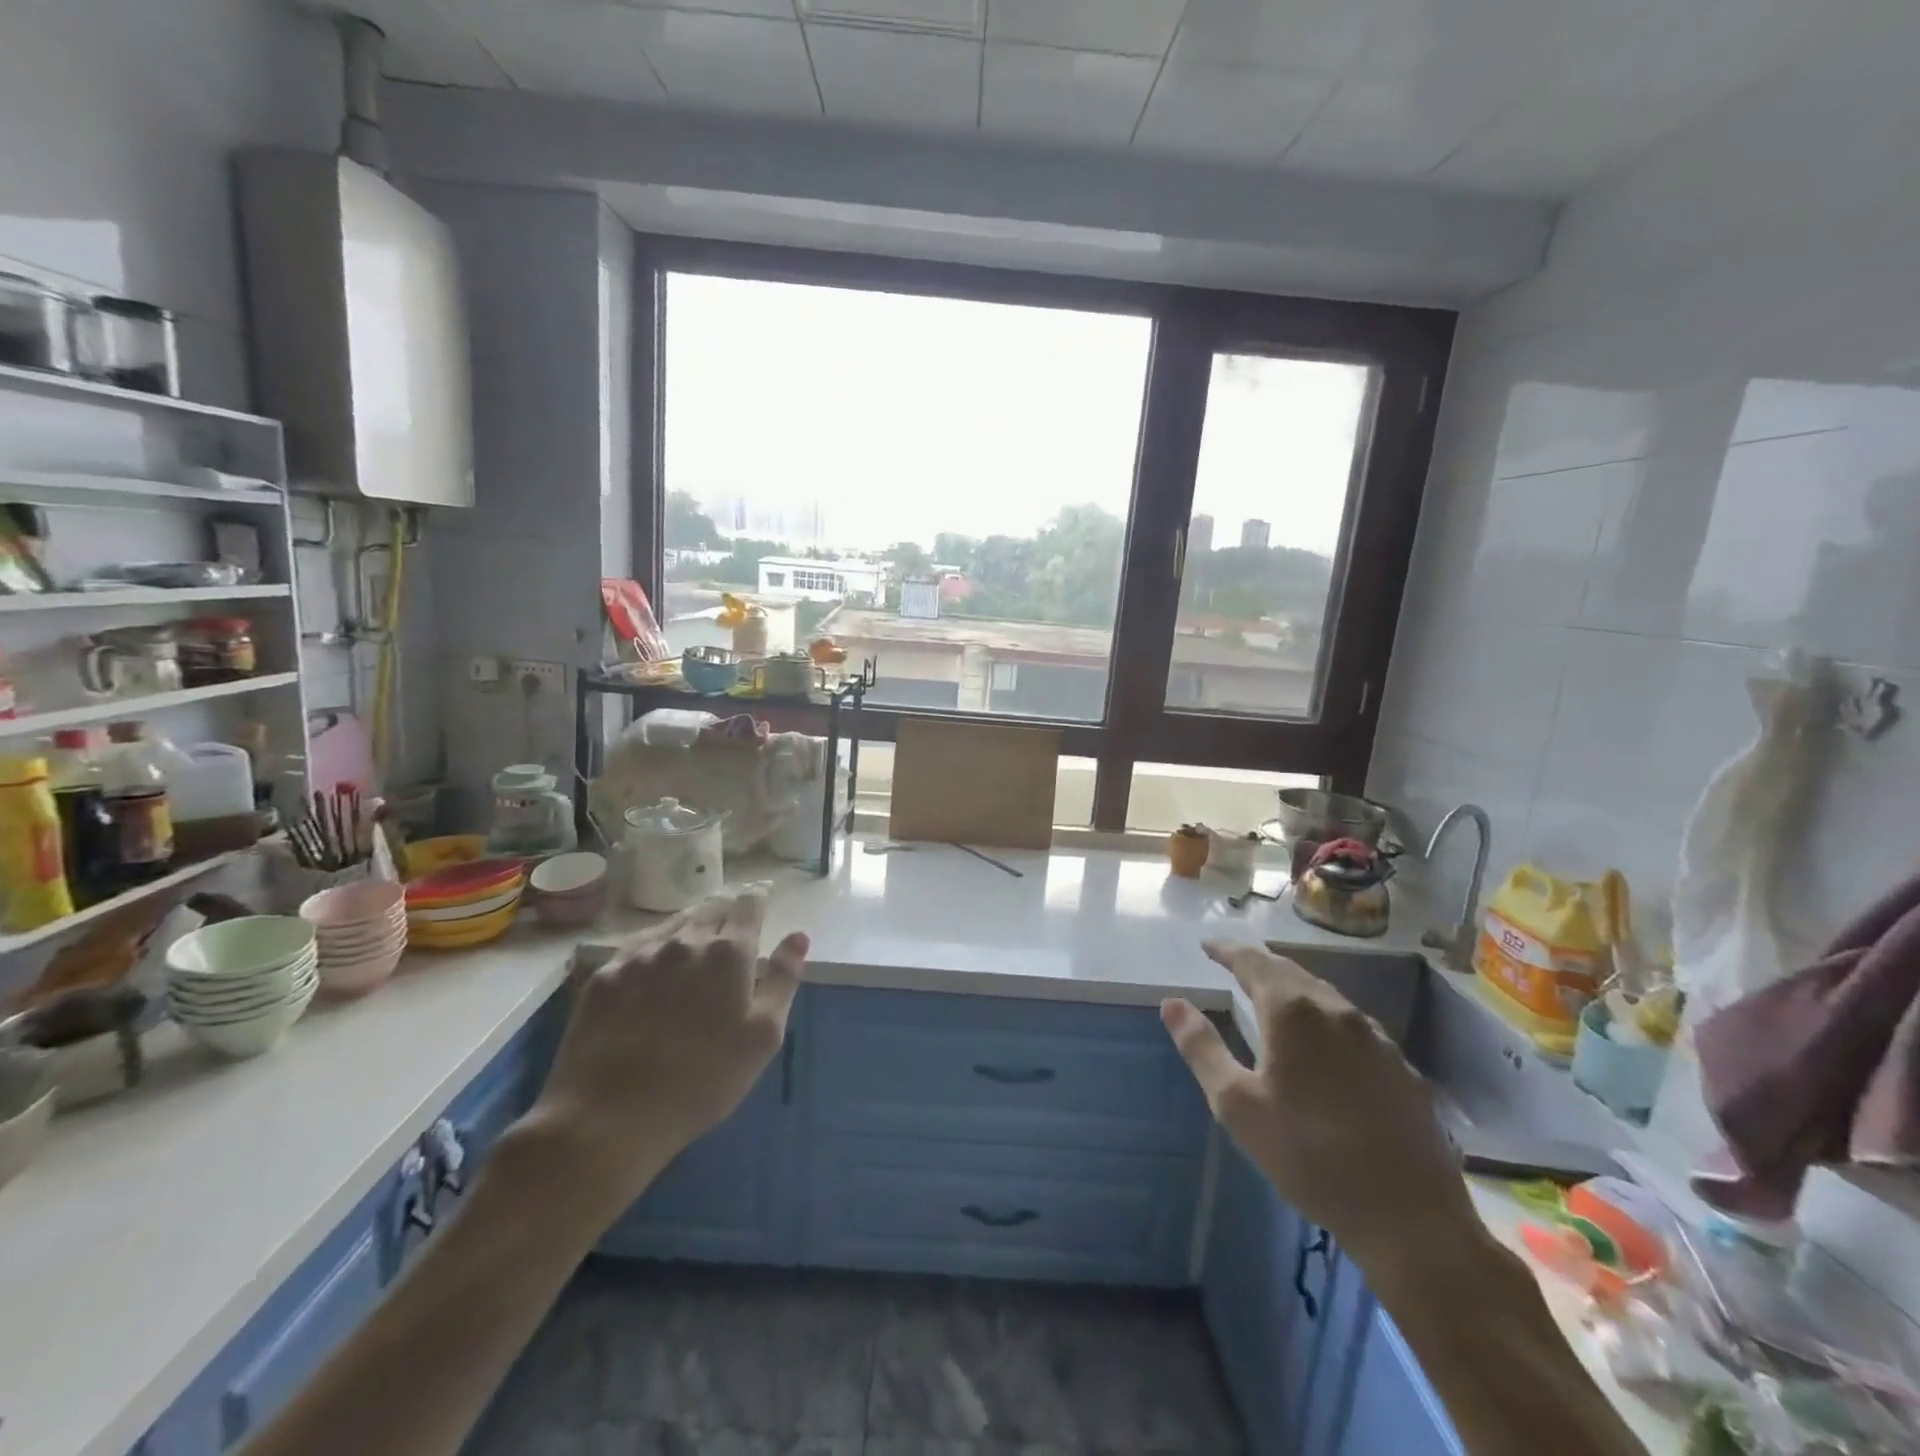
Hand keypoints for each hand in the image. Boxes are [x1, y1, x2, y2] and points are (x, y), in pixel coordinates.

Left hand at [521, 889, 808, 1220]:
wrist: (607, 1118)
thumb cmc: (702, 1081)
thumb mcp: (763, 1036)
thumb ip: (783, 979)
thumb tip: (798, 936)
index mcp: (729, 953)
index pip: (749, 905)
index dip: (758, 899)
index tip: (762, 899)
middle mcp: (685, 941)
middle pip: (711, 908)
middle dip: (726, 910)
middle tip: (731, 924)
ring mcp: (640, 955)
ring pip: (674, 924)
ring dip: (691, 927)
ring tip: (695, 942)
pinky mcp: (605, 976)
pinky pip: (638, 946)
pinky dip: (655, 948)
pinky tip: (654, 967)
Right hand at [1162, 941, 1472, 1265]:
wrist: (1411, 1219)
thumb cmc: (1310, 1157)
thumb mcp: (1237, 1105)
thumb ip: (1202, 1048)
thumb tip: (1172, 1003)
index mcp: (1293, 1011)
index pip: (1252, 962)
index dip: (1227, 950)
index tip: (1207, 944)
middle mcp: (1337, 1010)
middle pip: (1291, 972)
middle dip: (1259, 964)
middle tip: (1235, 964)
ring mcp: (1376, 1038)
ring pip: (1325, 996)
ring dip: (1294, 989)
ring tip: (1273, 997)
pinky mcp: (1402, 1068)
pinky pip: (1352, 1025)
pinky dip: (1324, 1018)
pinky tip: (1323, 1044)